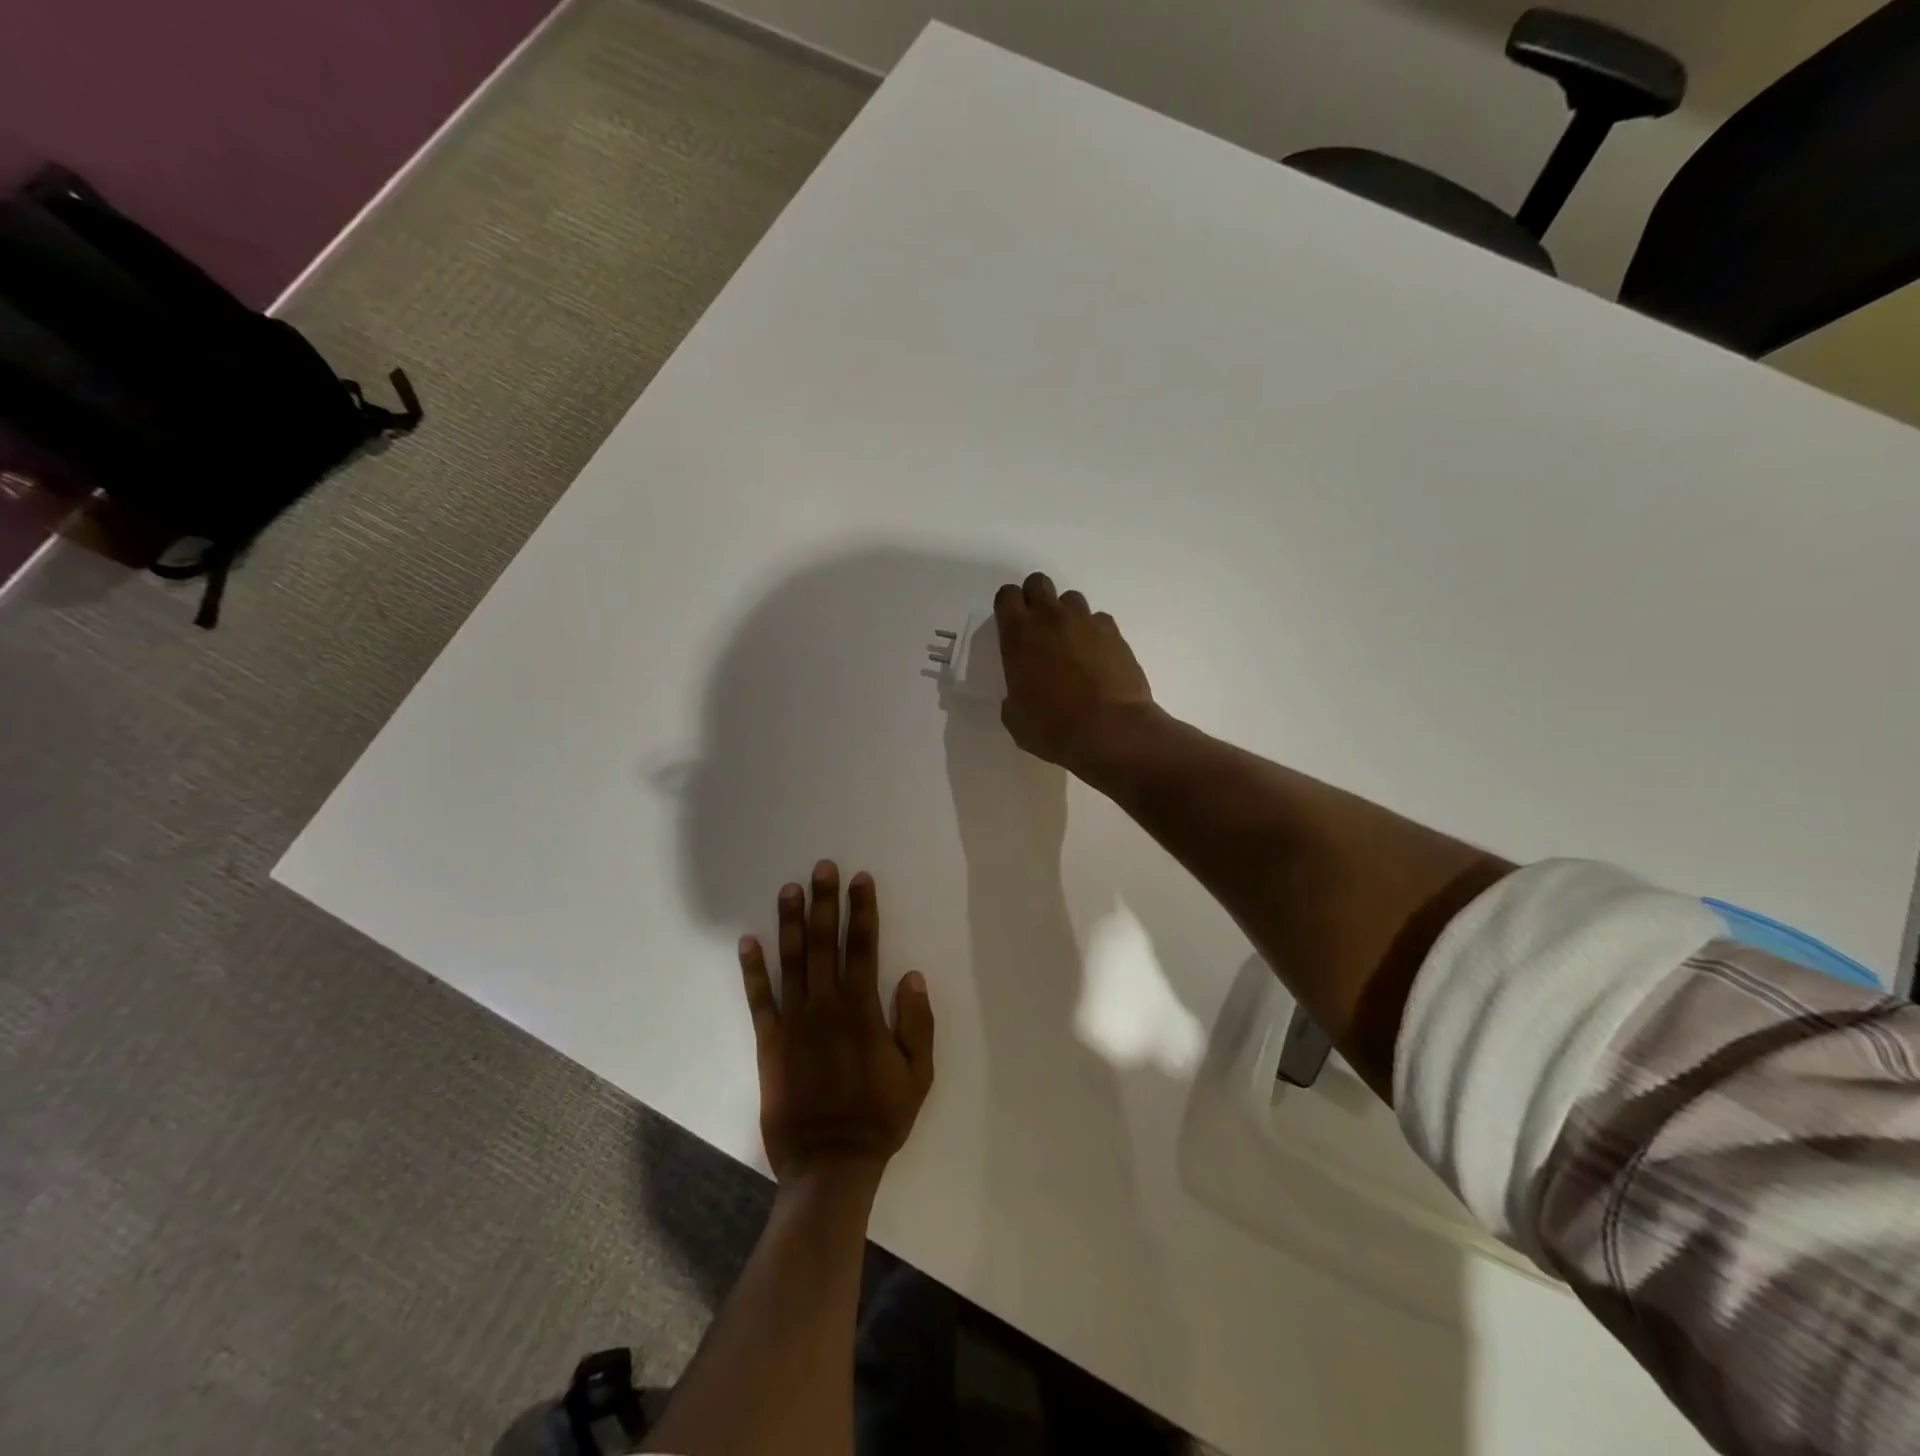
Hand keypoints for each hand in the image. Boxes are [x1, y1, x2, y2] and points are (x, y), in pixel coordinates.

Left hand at [739, 862, 934, 1185]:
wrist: (829, 1164)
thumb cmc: (879, 1118)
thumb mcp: (918, 1076)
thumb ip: (917, 1024)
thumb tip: (912, 976)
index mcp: (863, 1012)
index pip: (864, 948)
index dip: (863, 911)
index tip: (861, 879)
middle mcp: (827, 1007)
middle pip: (825, 943)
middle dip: (825, 902)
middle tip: (823, 867)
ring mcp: (794, 1022)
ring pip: (792, 962)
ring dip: (791, 922)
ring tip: (789, 888)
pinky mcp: (770, 1042)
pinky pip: (759, 999)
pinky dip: (753, 969)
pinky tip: (748, 940)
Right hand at [994, 572, 1153, 771]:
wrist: (1109, 731)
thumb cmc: (1052, 728)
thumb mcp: (1015, 718)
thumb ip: (1014, 695)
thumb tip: (1021, 694)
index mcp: (1019, 635)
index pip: (1007, 595)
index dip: (1008, 606)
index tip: (1010, 624)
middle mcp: (1051, 619)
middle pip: (1038, 583)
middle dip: (1035, 598)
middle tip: (1038, 627)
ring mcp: (1086, 622)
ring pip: (1071, 599)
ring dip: (1066, 615)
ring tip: (1070, 644)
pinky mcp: (1115, 634)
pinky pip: (1099, 621)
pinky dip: (1095, 633)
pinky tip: (1097, 658)